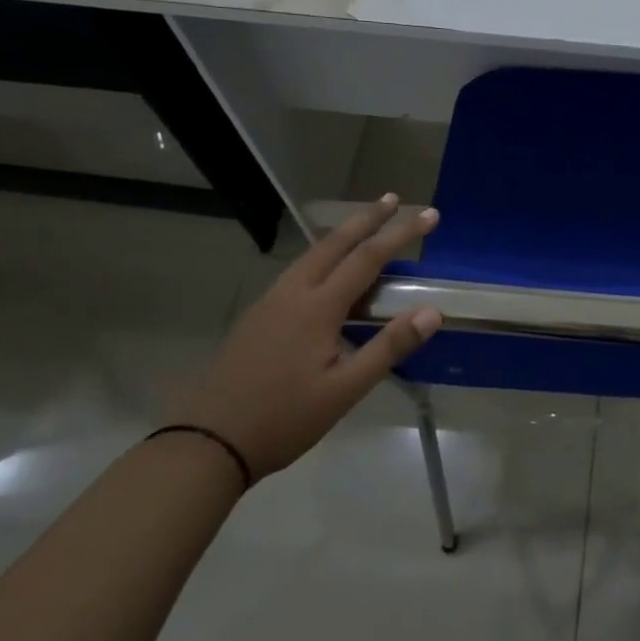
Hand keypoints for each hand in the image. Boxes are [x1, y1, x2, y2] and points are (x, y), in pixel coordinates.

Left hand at [183, 195, 441, 481]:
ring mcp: (269, 304)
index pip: (368, 258)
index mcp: (317, 308)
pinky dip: (324, 257)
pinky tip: (327, 272)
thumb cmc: (284, 418)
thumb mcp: (345, 390)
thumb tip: (432, 311)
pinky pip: (298, 272)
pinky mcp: (257, 317)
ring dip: (343, 235)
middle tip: (392, 198)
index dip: (401, 234)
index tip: (429, 215)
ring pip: (312, 255)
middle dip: (366, 218)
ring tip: (365, 225)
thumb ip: (389, 347)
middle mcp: (292, 294)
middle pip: (334, 244)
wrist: (207, 442)